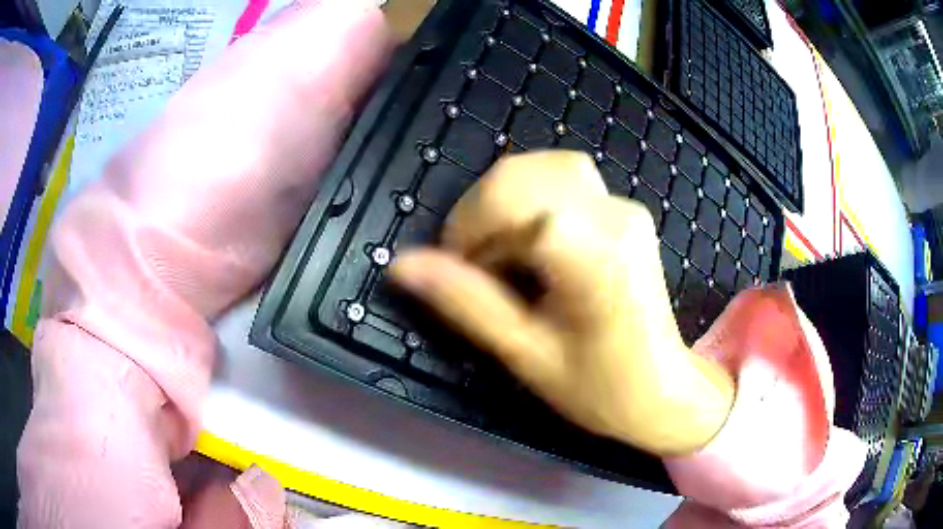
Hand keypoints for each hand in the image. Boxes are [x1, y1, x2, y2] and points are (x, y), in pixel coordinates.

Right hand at [391, 151, 733, 454]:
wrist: (663, 393)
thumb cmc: (599, 389)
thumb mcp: (525, 354)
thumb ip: (465, 302)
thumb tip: (402, 265)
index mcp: (591, 252)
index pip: (504, 198)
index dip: (465, 230)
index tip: (457, 273)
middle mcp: (611, 214)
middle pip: (519, 174)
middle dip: (479, 215)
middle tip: (476, 268)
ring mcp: (624, 207)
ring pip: (542, 169)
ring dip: (504, 204)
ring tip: (503, 256)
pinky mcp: (626, 212)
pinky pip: (565, 182)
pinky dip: (532, 202)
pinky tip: (533, 244)